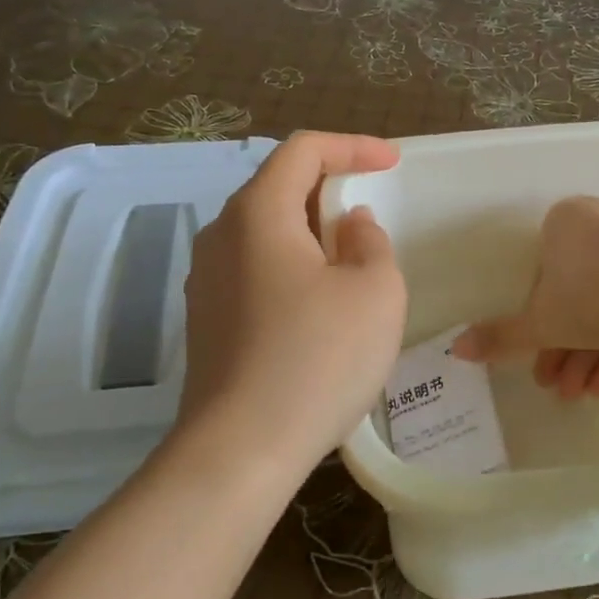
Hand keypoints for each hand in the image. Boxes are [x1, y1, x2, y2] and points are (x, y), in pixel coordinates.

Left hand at [176, 132, 406, 471]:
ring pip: (265, 230)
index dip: (352, 146)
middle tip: (372, 208)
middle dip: (330, 187)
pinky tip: (319, 302)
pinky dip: (292, 264)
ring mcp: (206, 279)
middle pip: (278, 186)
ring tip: (351, 257)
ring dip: (311, 230)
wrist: (239, 451)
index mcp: (258, 213)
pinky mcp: (206, 318)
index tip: (391, 162)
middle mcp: (221, 235)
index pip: (303, 150)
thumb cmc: (317, 360)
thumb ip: (371, 243)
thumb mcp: (375, 292)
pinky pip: (255, 268)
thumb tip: (349, 226)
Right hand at [453, 196, 598, 399]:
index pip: (543, 275)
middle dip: (564, 347)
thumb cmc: (591, 292)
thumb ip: (501, 336)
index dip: (537, 323)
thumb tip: (456, 349)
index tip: (535, 358)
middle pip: (576, 295)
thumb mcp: (540, 322)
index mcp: (564, 223)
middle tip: (554, 386)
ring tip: (578, 396)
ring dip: (589, 354)